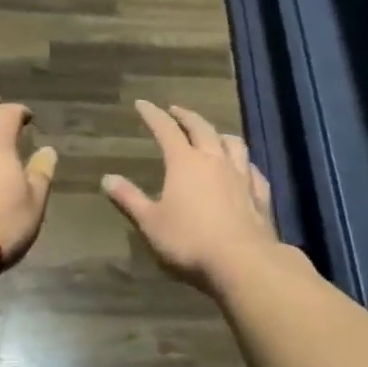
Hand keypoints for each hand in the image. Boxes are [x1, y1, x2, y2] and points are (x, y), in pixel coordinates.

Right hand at [102, 100, 276, 291]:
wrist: (243, 262)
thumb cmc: (190, 241)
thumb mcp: (150, 223)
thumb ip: (129, 199)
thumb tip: (107, 178)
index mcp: (185, 162)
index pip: (166, 129)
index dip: (153, 115)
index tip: (142, 104)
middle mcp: (214, 160)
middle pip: (201, 128)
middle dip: (186, 116)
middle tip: (176, 110)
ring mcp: (241, 175)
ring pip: (233, 143)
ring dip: (219, 133)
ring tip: (213, 133)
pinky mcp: (260, 194)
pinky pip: (252, 169)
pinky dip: (245, 162)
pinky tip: (245, 168)